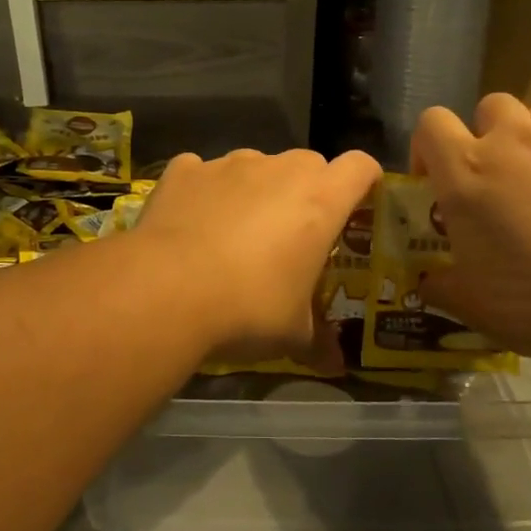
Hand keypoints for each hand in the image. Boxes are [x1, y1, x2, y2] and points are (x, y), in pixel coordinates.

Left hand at [136, 148, 380, 363]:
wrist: (168, 290)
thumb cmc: (249, 307)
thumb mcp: (292, 334)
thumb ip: (318, 342)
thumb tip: (336, 367)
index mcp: (320, 199)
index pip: (360, 166)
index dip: (363, 182)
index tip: (355, 207)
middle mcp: (279, 169)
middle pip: (308, 164)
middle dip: (307, 191)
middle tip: (293, 234)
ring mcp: (228, 164)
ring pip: (255, 166)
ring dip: (254, 190)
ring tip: (234, 234)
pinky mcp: (185, 170)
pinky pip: (203, 172)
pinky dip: (203, 191)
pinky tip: (191, 224)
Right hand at [413, 95, 530, 363]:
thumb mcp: (471, 304)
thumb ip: (439, 285)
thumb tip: (427, 282)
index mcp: (466, 171)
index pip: (430, 123)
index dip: (425, 147)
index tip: (434, 183)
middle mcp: (513, 144)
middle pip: (488, 106)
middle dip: (483, 134)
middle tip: (489, 179)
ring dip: (528, 140)